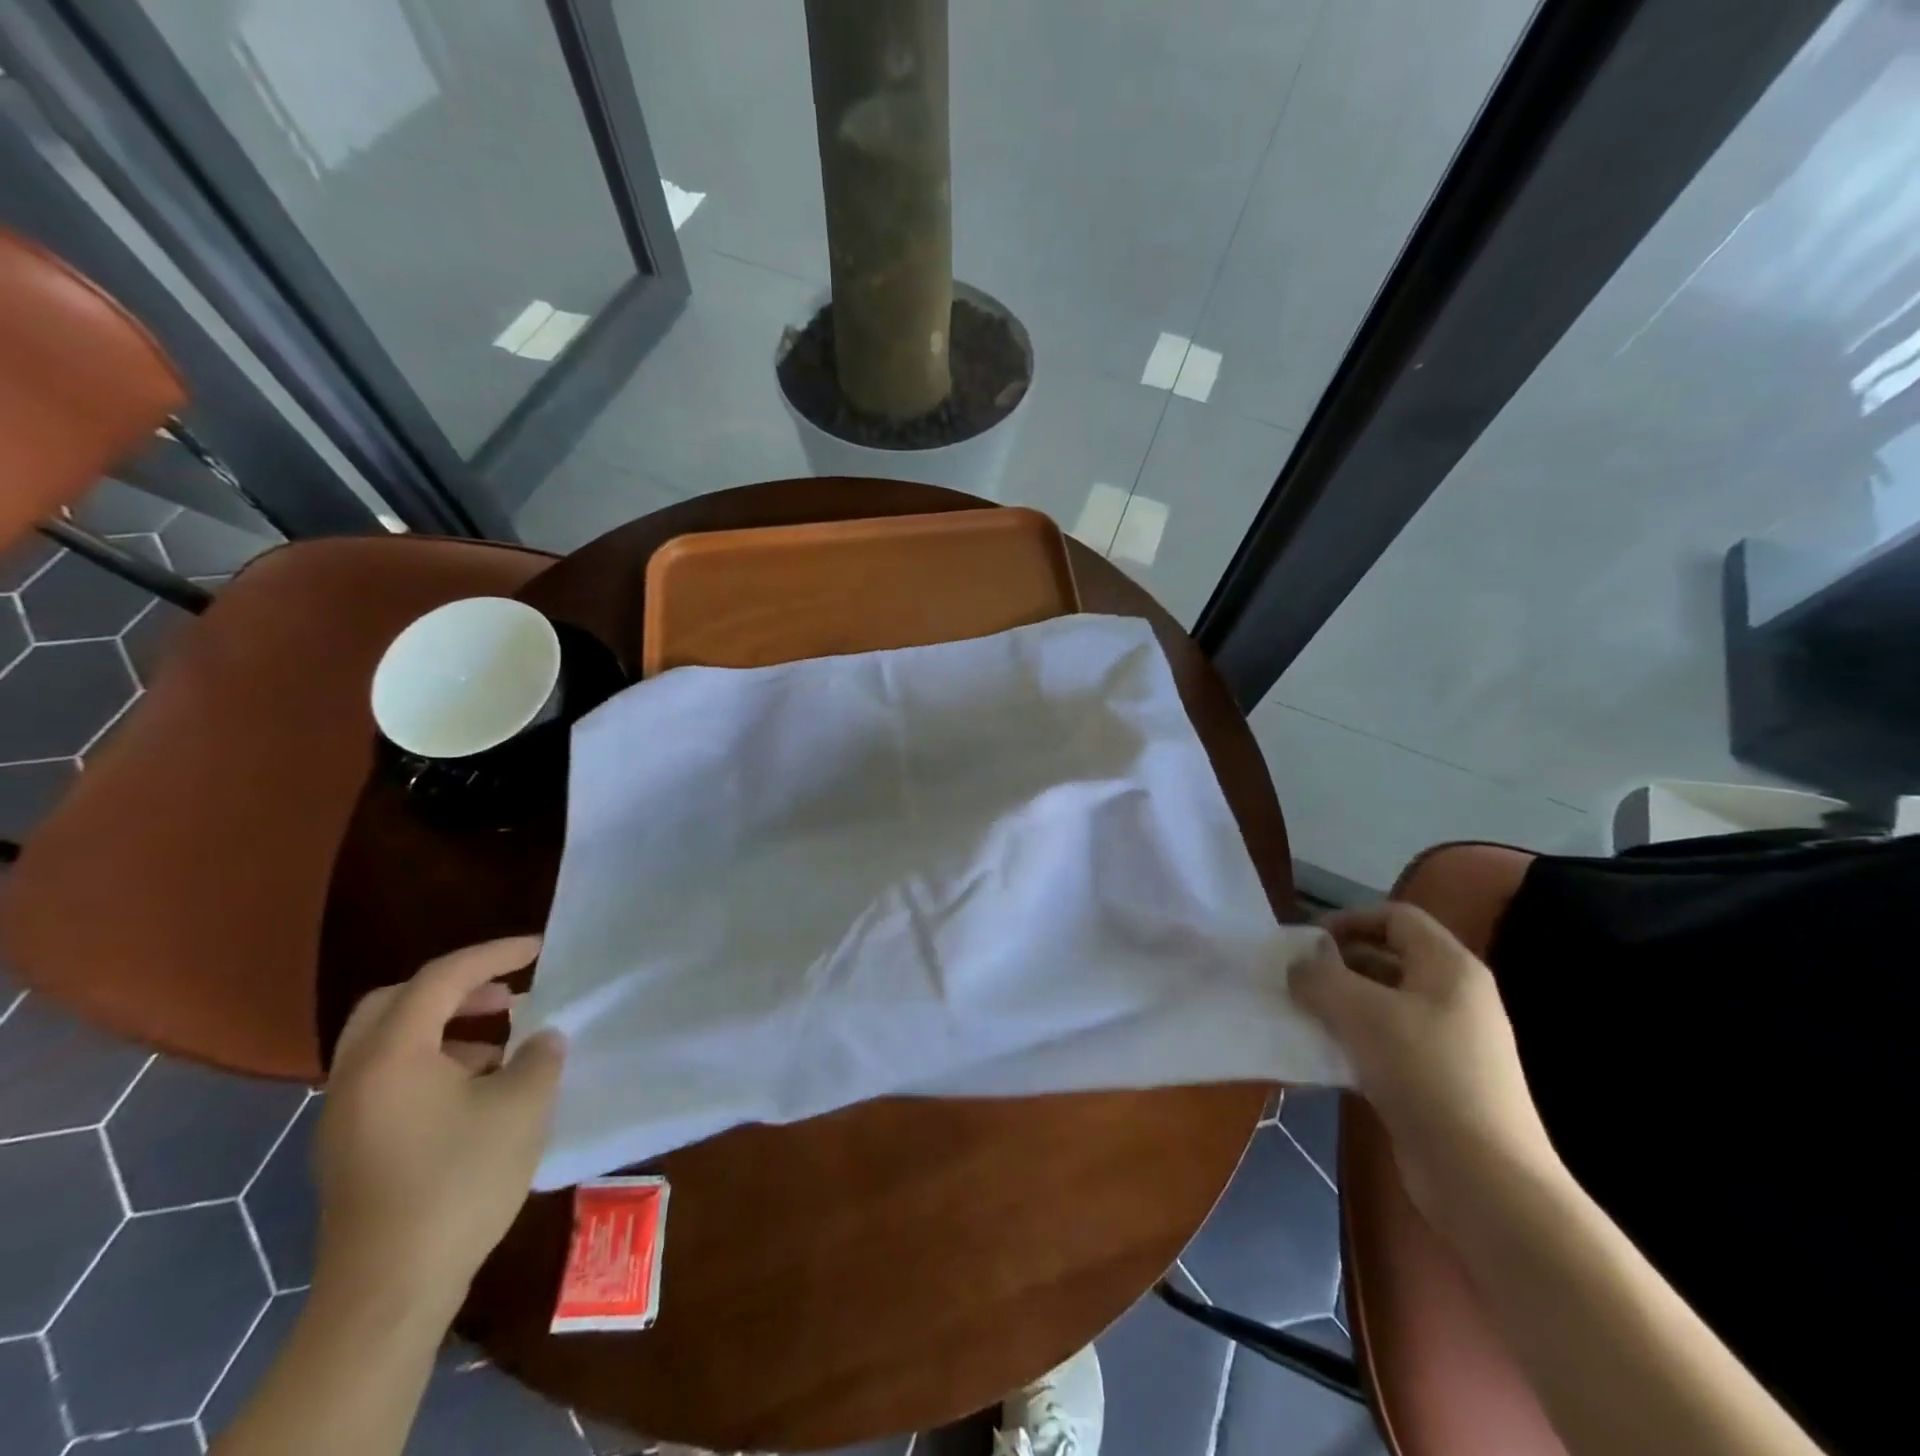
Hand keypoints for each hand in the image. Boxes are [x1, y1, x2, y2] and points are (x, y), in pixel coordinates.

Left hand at [315, 937, 565, 1315]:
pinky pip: (387, 1079)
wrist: (390, 1291)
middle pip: (396, 1002)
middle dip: (455, 988)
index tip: (538, 949)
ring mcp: (345, 1116)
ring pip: (388, 1043)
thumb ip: (539, 1057)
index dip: (494, 955)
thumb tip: (542, 1039)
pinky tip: (475, 1094)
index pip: (442, 978)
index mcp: (392, 1054)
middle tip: (506, 995)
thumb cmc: (459, 1182)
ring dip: (443, 1028)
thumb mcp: (522, 1107)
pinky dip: (430, 1064)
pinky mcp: (349, 1150)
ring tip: (500, 1046)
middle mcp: (356, 1075)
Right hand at [1288, 903, 1561, 1226]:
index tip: (1307, 942)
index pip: (1395, 917)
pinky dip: (1352, 1042)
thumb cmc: (1424, 1073)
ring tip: (1300, 1017)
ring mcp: (1449, 1041)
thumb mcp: (1360, 1012)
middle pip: (1387, 959)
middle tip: (1295, 980)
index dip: (1349, 920)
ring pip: (1382, 1004)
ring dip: (1339, 1006)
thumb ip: (1319, 978)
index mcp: (1449, 967)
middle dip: (1337, 965)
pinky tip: (1321, 1059)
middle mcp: (1454, 996)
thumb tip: (1298, 968)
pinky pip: (1386, 1043)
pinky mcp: (1437, 1080)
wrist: (1484, 1178)